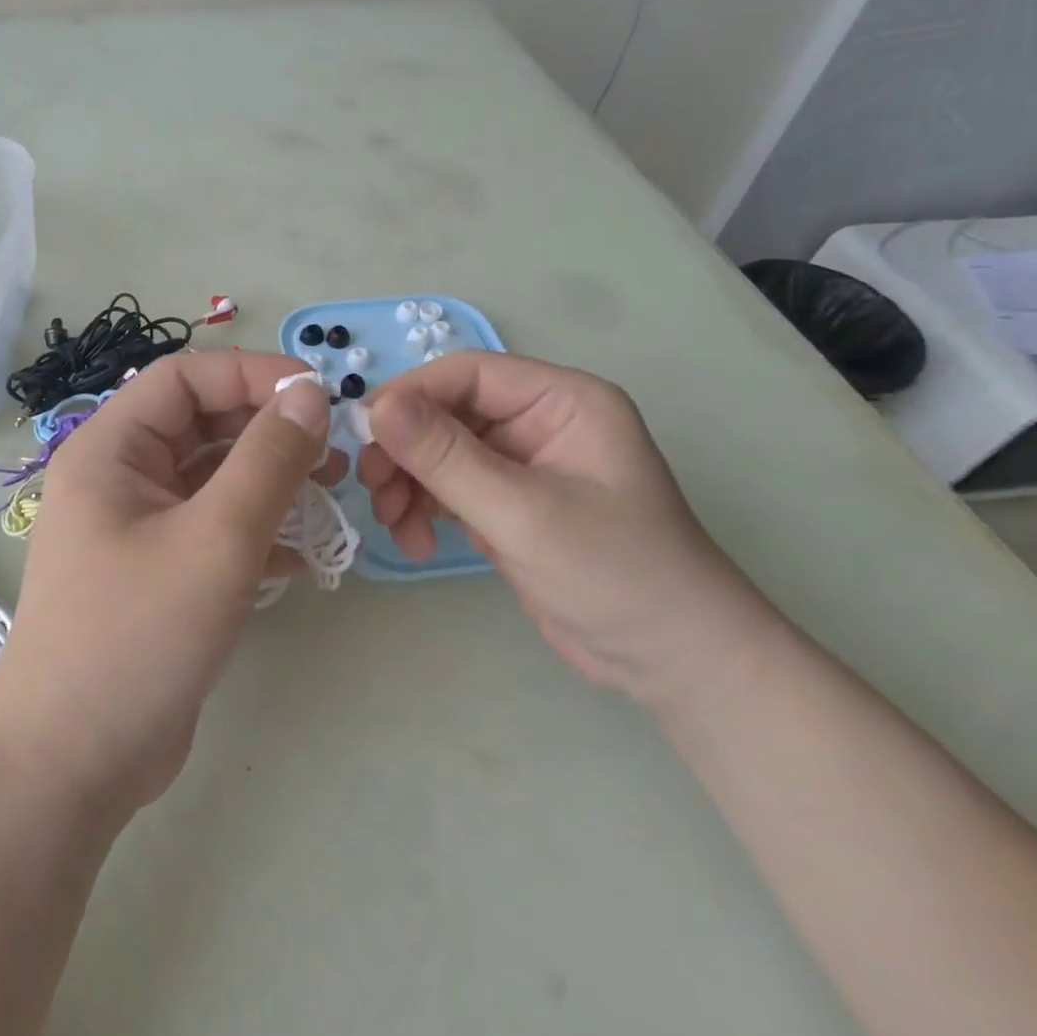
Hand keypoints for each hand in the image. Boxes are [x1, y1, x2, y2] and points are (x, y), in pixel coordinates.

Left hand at [0, 350, 343, 821]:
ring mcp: (137, 527)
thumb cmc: (137, 636)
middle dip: (269, 432)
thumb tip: (310, 393)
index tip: (318, 396)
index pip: (185, 378)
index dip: (252, 375)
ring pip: (213, 478)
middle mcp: (119, 478)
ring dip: (271, 482)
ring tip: (329, 498)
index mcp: (110, 449)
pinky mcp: (158, 573)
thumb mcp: (216, 539)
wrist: (73, 764)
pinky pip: (214, 527)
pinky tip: (303, 556)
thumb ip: (268, 459)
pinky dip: (258, 530)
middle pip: (202, 425)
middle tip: (333, 455)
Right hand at [359, 352, 778, 708]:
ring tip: (394, 524)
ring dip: (407, 483)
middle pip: (446, 413)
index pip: (468, 374)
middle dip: (405, 451)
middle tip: (373, 490)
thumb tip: (376, 407)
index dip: (411, 396)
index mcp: (561, 401)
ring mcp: (521, 464)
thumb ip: (446, 457)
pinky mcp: (507, 504)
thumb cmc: (614, 573)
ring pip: (439, 451)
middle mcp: (539, 422)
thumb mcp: (522, 512)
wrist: (671, 661)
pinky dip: (423, 508)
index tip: (365, 435)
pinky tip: (414, 540)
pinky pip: (448, 487)